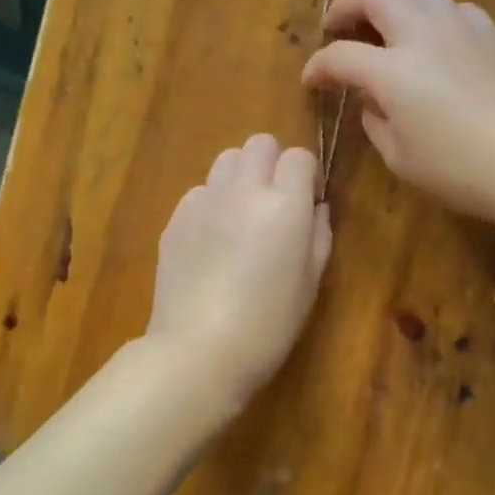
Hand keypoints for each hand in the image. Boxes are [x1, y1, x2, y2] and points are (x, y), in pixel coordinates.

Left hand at [145, 133, 333, 409]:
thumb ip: (319, 235)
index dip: (306, 176)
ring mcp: (204, 201)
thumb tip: (315, 208)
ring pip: (226, 160)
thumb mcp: (311, 283)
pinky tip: (212, 241)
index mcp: (285, 204)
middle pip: (259, 143)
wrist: (198, 351)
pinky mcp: (175, 218)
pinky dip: (212, 203)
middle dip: (272, 164)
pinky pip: (200, 191)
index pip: (299, 156)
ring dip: (240, 177)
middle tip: (274, 204)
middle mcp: (244, 190)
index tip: (306, 204)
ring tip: (241, 216)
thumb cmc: (268, 324)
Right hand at [301, 0, 494, 226]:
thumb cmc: (461, 172)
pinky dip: (428, 12)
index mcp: (393, 71)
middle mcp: (422, 34)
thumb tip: (371, 98)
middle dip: (345, 6)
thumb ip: (375, 121)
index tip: (312, 81)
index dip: (318, 67)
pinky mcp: (489, 32)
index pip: (340, 56)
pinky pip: (449, 6)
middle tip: (336, 26)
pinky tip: (430, 35)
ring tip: (380, 19)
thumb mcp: (401, 158)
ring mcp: (460, 26)